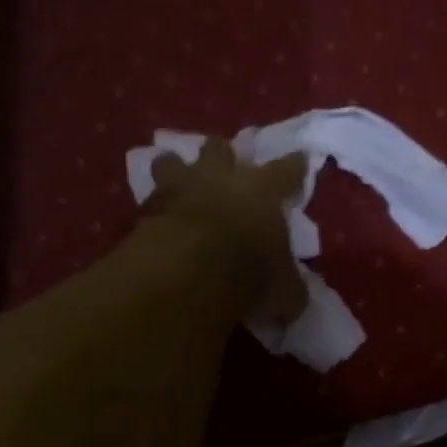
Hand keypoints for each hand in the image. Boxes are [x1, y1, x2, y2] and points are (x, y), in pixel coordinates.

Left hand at [145, 139, 308, 323]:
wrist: (188, 271)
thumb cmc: (249, 271)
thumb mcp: (284, 291)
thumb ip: (290, 289)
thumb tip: (294, 298)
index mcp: (262, 190)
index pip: (287, 170)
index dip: (295, 166)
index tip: (300, 158)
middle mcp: (221, 178)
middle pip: (221, 148)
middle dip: (223, 154)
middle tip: (224, 164)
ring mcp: (180, 188)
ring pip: (172, 160)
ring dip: (175, 168)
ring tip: (176, 179)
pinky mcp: (146, 208)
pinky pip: (148, 199)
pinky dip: (152, 207)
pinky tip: (152, 219)